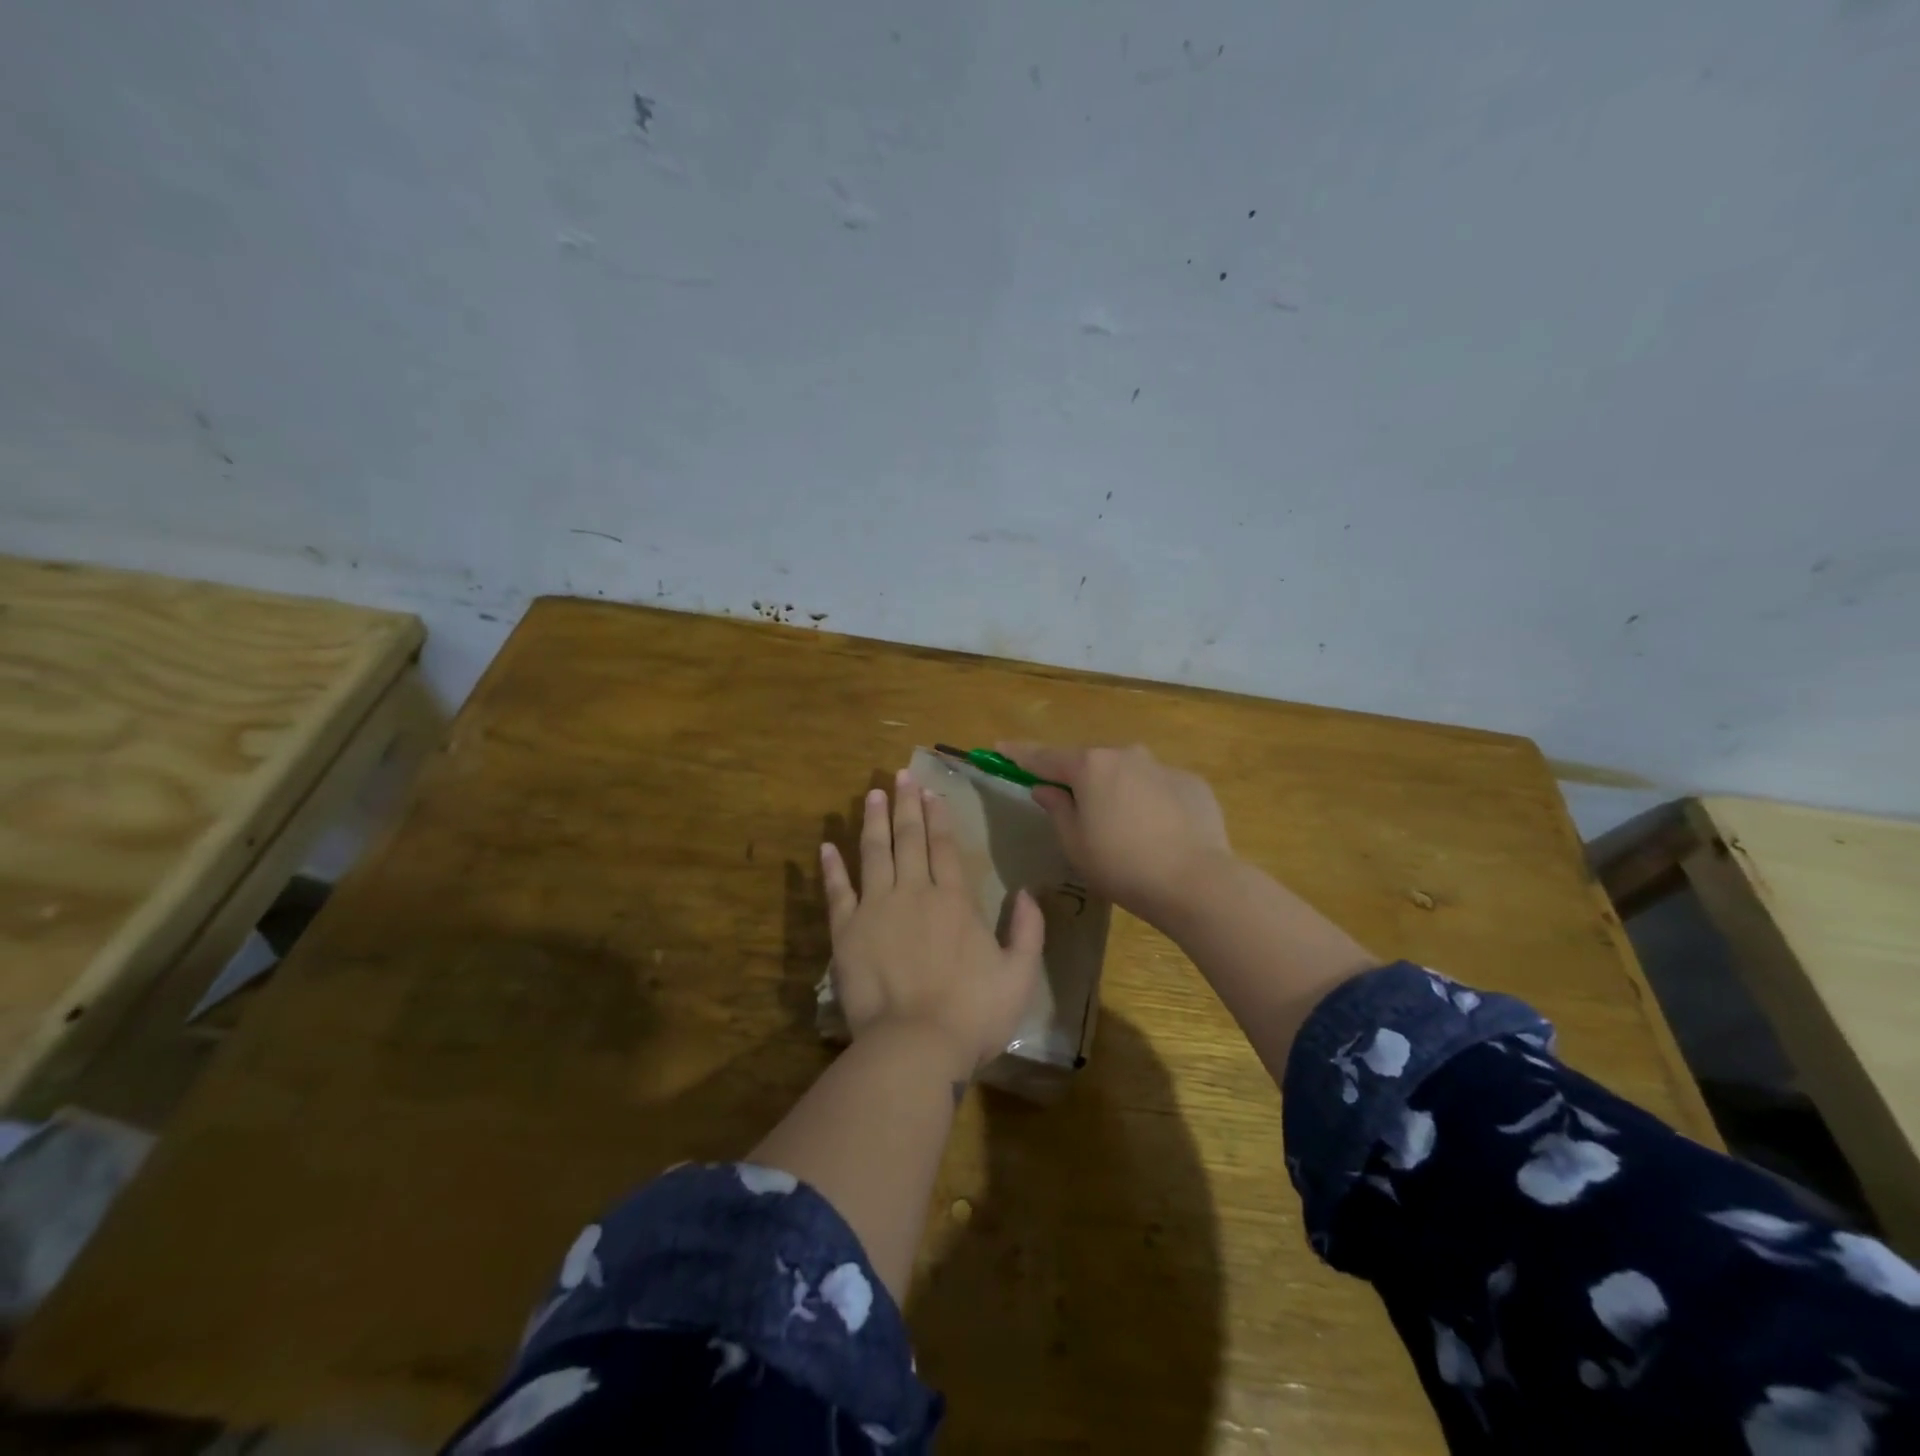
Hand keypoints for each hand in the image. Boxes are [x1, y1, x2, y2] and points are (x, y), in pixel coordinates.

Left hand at [820, 770, 1045, 1075]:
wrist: (915, 1045)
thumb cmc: (972, 1014)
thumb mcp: (1020, 975)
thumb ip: (1028, 931)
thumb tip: (1028, 893)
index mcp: (954, 901)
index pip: (944, 847)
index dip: (938, 816)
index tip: (930, 791)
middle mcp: (914, 893)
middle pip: (909, 839)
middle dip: (906, 805)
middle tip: (900, 775)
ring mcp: (876, 909)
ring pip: (874, 853)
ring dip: (872, 821)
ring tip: (871, 794)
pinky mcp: (847, 932)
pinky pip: (837, 892)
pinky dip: (831, 868)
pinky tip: (826, 846)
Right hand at [998, 742, 1232, 927]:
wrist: (1195, 881)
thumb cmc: (1121, 865)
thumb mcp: (1075, 843)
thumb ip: (1057, 808)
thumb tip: (1047, 788)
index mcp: (1090, 766)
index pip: (1044, 756)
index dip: (1019, 755)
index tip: (1000, 748)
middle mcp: (1126, 754)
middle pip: (1090, 763)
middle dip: (1077, 778)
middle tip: (1071, 805)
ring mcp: (1163, 766)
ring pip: (1128, 773)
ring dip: (1116, 790)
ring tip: (1120, 826)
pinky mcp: (1192, 783)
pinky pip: (1159, 788)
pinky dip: (1150, 802)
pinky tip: (1157, 833)